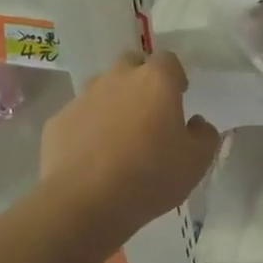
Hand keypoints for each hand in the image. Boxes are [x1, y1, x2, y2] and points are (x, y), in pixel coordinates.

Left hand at [40, 51, 219, 236]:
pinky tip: (92, 156)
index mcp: (156, 81)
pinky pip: (79, 116)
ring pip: (102, 88)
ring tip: (118, 137)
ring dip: (113, 103)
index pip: (168, 60)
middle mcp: (118, 79)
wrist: (84, 202)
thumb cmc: (150, 176)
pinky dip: (87, 128)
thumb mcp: (196, 162)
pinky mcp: (58, 120)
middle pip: (132, 65)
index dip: (175, 76)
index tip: (179, 96)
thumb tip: (196, 123)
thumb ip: (204, 135)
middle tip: (149, 113)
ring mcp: (83, 97)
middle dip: (141, 81)